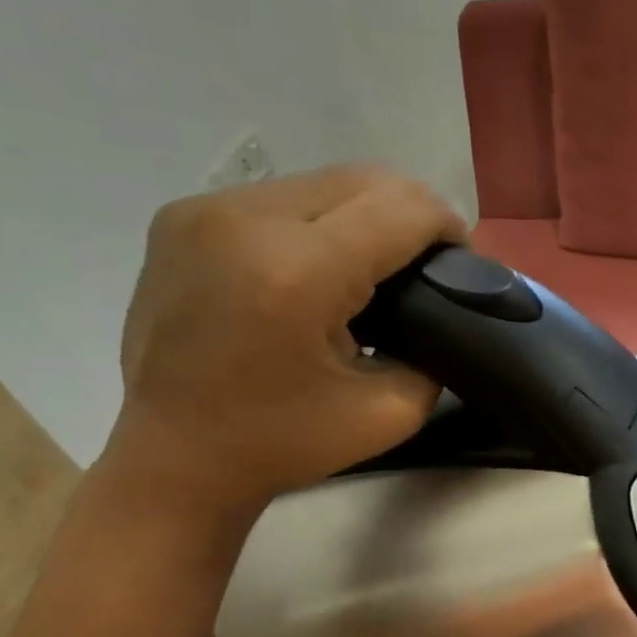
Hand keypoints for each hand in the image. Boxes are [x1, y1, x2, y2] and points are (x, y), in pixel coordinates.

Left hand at [105, 165, 464, 526]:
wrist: (173, 457)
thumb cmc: (283, 443)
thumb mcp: (391, 414)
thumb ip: (433, 349)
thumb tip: (442, 303)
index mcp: (298, 272)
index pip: (402, 209)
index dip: (447, 226)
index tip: (462, 261)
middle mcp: (245, 220)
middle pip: (364, 179)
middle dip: (412, 212)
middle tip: (427, 261)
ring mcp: (204, 210)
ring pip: (322, 181)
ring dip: (365, 212)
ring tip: (376, 262)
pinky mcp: (182, 216)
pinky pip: (279, 196)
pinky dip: (319, 220)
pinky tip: (321, 262)